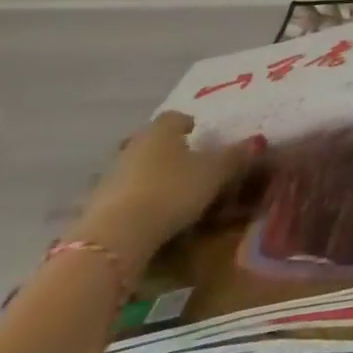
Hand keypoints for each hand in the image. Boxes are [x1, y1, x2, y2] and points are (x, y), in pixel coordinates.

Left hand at [69, 112, 250, 270]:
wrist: (116, 235)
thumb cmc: (172, 191)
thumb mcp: (214, 174)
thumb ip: (235, 157)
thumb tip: (257, 141)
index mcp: (162, 131)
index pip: (175, 117)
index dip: (187, 123)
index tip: (196, 131)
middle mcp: (133, 145)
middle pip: (151, 141)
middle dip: (166, 148)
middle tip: (184, 161)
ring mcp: (110, 174)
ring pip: (135, 167)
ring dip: (148, 174)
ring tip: (167, 190)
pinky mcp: (96, 205)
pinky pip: (122, 194)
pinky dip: (134, 199)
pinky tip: (146, 214)